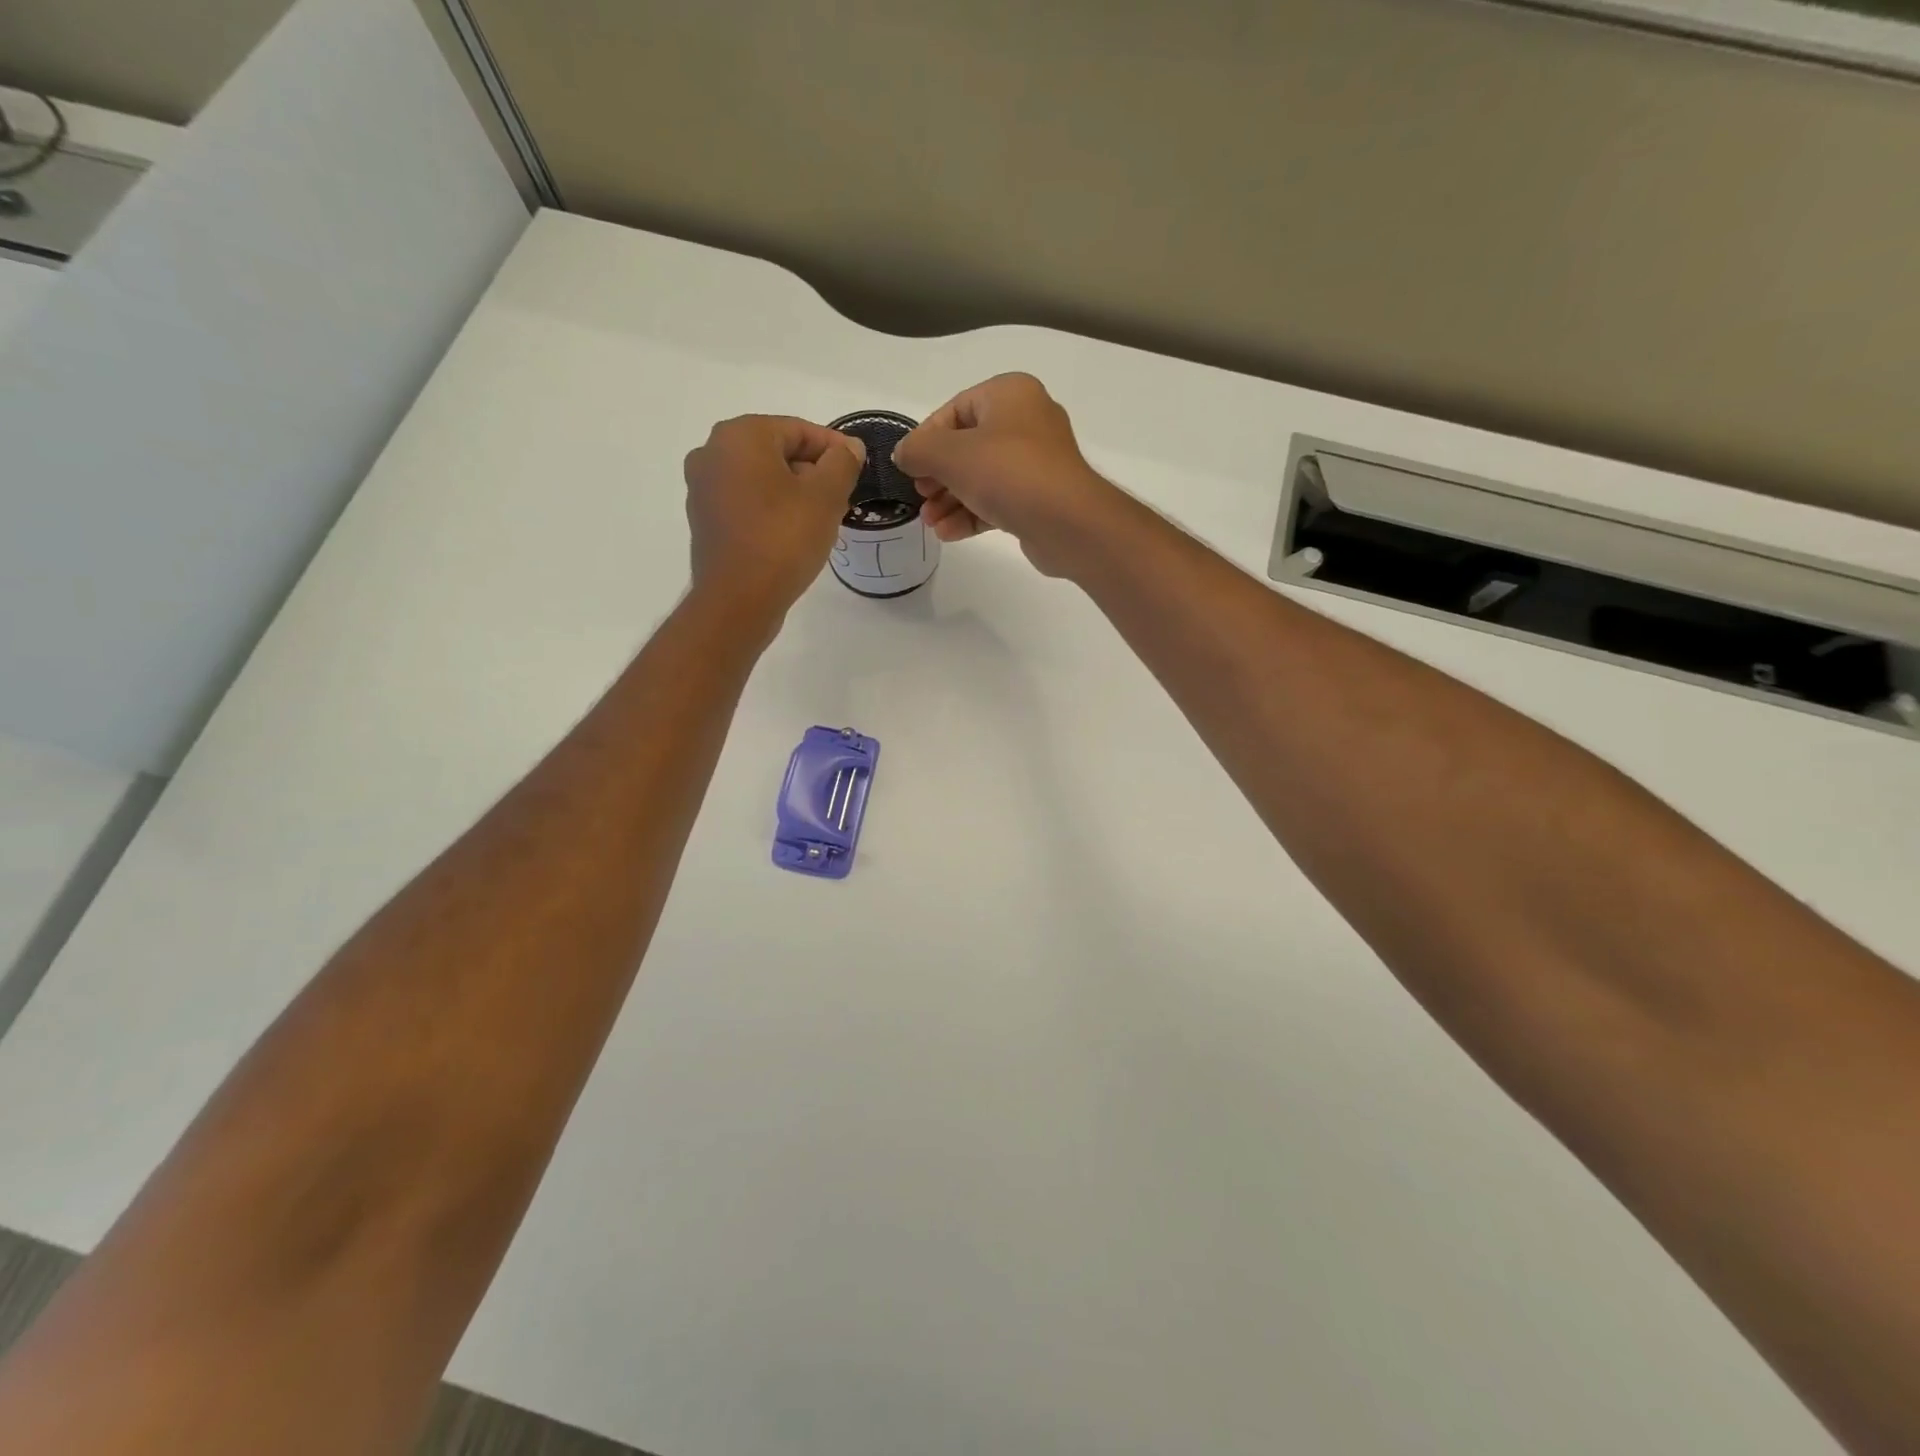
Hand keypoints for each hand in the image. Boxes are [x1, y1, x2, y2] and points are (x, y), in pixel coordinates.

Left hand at [683, 415, 864, 614]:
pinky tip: (794, 534)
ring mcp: (703, 487)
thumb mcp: (826, 496)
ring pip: (762, 478)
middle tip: (842, 498)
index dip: (834, 449)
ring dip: (794, 492)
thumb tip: (849, 448)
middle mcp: (713, 452)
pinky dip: (772, 509)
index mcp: (740, 436)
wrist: (738, 600)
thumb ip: (842, 463)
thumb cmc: (784, 539)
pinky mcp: (705, 519)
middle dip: (813, 471)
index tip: (858, 470)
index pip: (799, 430)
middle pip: (777, 452)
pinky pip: (747, 502)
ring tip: (823, 518)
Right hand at [891, 373, 1122, 577]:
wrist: (1068, 522)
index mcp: (1009, 394)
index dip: (926, 439)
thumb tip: (903, 454)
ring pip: (981, 477)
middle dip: (938, 476)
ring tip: (930, 523)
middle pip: (967, 446)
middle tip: (919, 498)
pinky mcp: (1040, 497)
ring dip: (951, 500)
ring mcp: (1036, 462)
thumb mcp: (951, 455)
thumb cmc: (1008, 473)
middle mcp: (1026, 421)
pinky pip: (998, 500)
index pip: (954, 410)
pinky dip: (972, 514)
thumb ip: (919, 450)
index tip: (908, 468)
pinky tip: (948, 533)